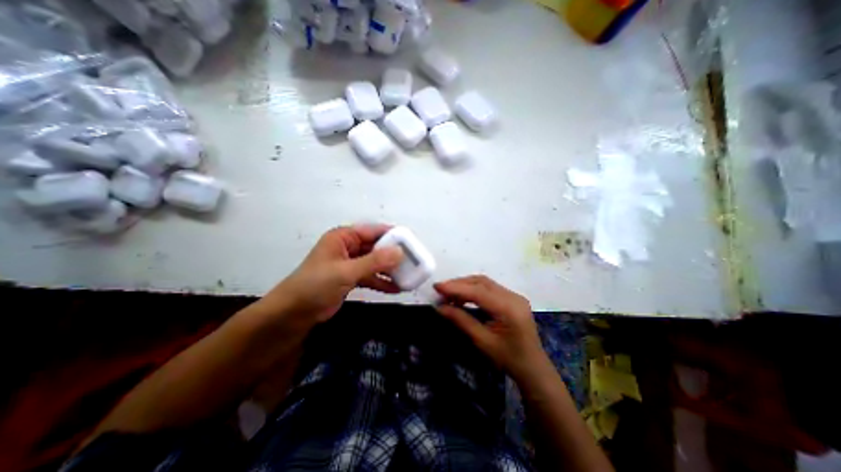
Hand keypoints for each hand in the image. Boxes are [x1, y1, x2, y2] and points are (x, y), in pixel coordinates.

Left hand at [264, 225, 405, 326]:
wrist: (292, 314)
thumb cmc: (316, 285)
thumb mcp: (346, 271)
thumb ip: (374, 262)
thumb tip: (400, 252)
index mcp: (344, 237)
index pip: (374, 231)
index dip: (393, 235)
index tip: (411, 243)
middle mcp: (348, 247)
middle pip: (376, 247)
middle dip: (393, 255)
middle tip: (413, 261)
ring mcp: (350, 263)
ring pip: (375, 262)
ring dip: (389, 270)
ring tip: (408, 276)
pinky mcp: (350, 278)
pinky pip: (370, 276)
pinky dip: (381, 282)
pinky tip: (396, 289)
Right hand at [438, 276, 549, 382]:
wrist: (533, 368)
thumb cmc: (508, 359)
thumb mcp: (482, 341)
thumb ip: (461, 320)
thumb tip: (439, 307)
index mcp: (508, 308)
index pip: (478, 291)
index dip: (456, 287)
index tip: (437, 286)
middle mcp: (513, 296)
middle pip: (481, 283)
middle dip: (459, 284)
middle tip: (440, 290)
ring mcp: (514, 295)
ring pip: (485, 283)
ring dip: (465, 285)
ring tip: (449, 293)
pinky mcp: (513, 298)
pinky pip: (490, 288)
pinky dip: (474, 289)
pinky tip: (463, 296)